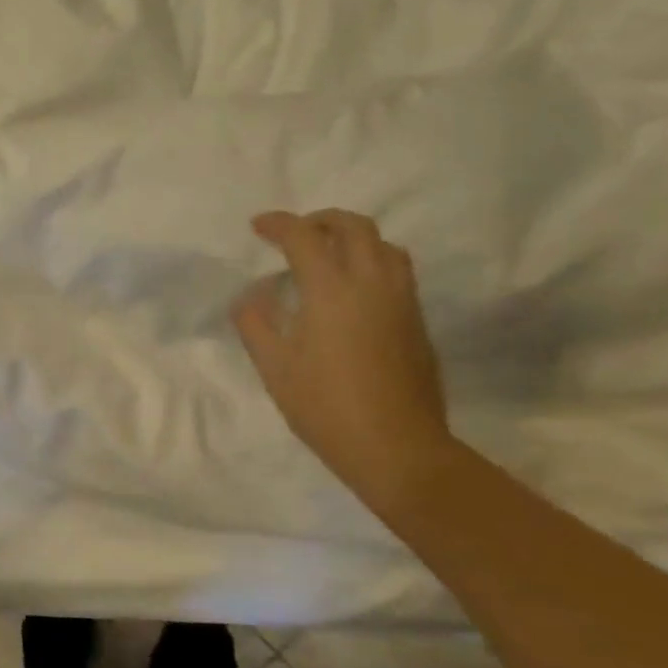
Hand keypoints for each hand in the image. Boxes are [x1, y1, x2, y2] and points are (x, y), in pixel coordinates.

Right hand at [232, 209, 453, 505]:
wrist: (397, 447)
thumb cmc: (326, 408)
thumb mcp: (274, 368)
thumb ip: (255, 323)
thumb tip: (250, 296)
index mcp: (332, 290)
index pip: (304, 237)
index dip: (278, 224)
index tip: (258, 226)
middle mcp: (372, 283)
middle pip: (353, 227)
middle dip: (320, 220)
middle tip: (296, 233)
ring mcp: (401, 300)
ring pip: (384, 244)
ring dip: (353, 237)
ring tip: (329, 254)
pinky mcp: (416, 320)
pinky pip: (396, 269)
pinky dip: (372, 260)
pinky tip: (353, 288)